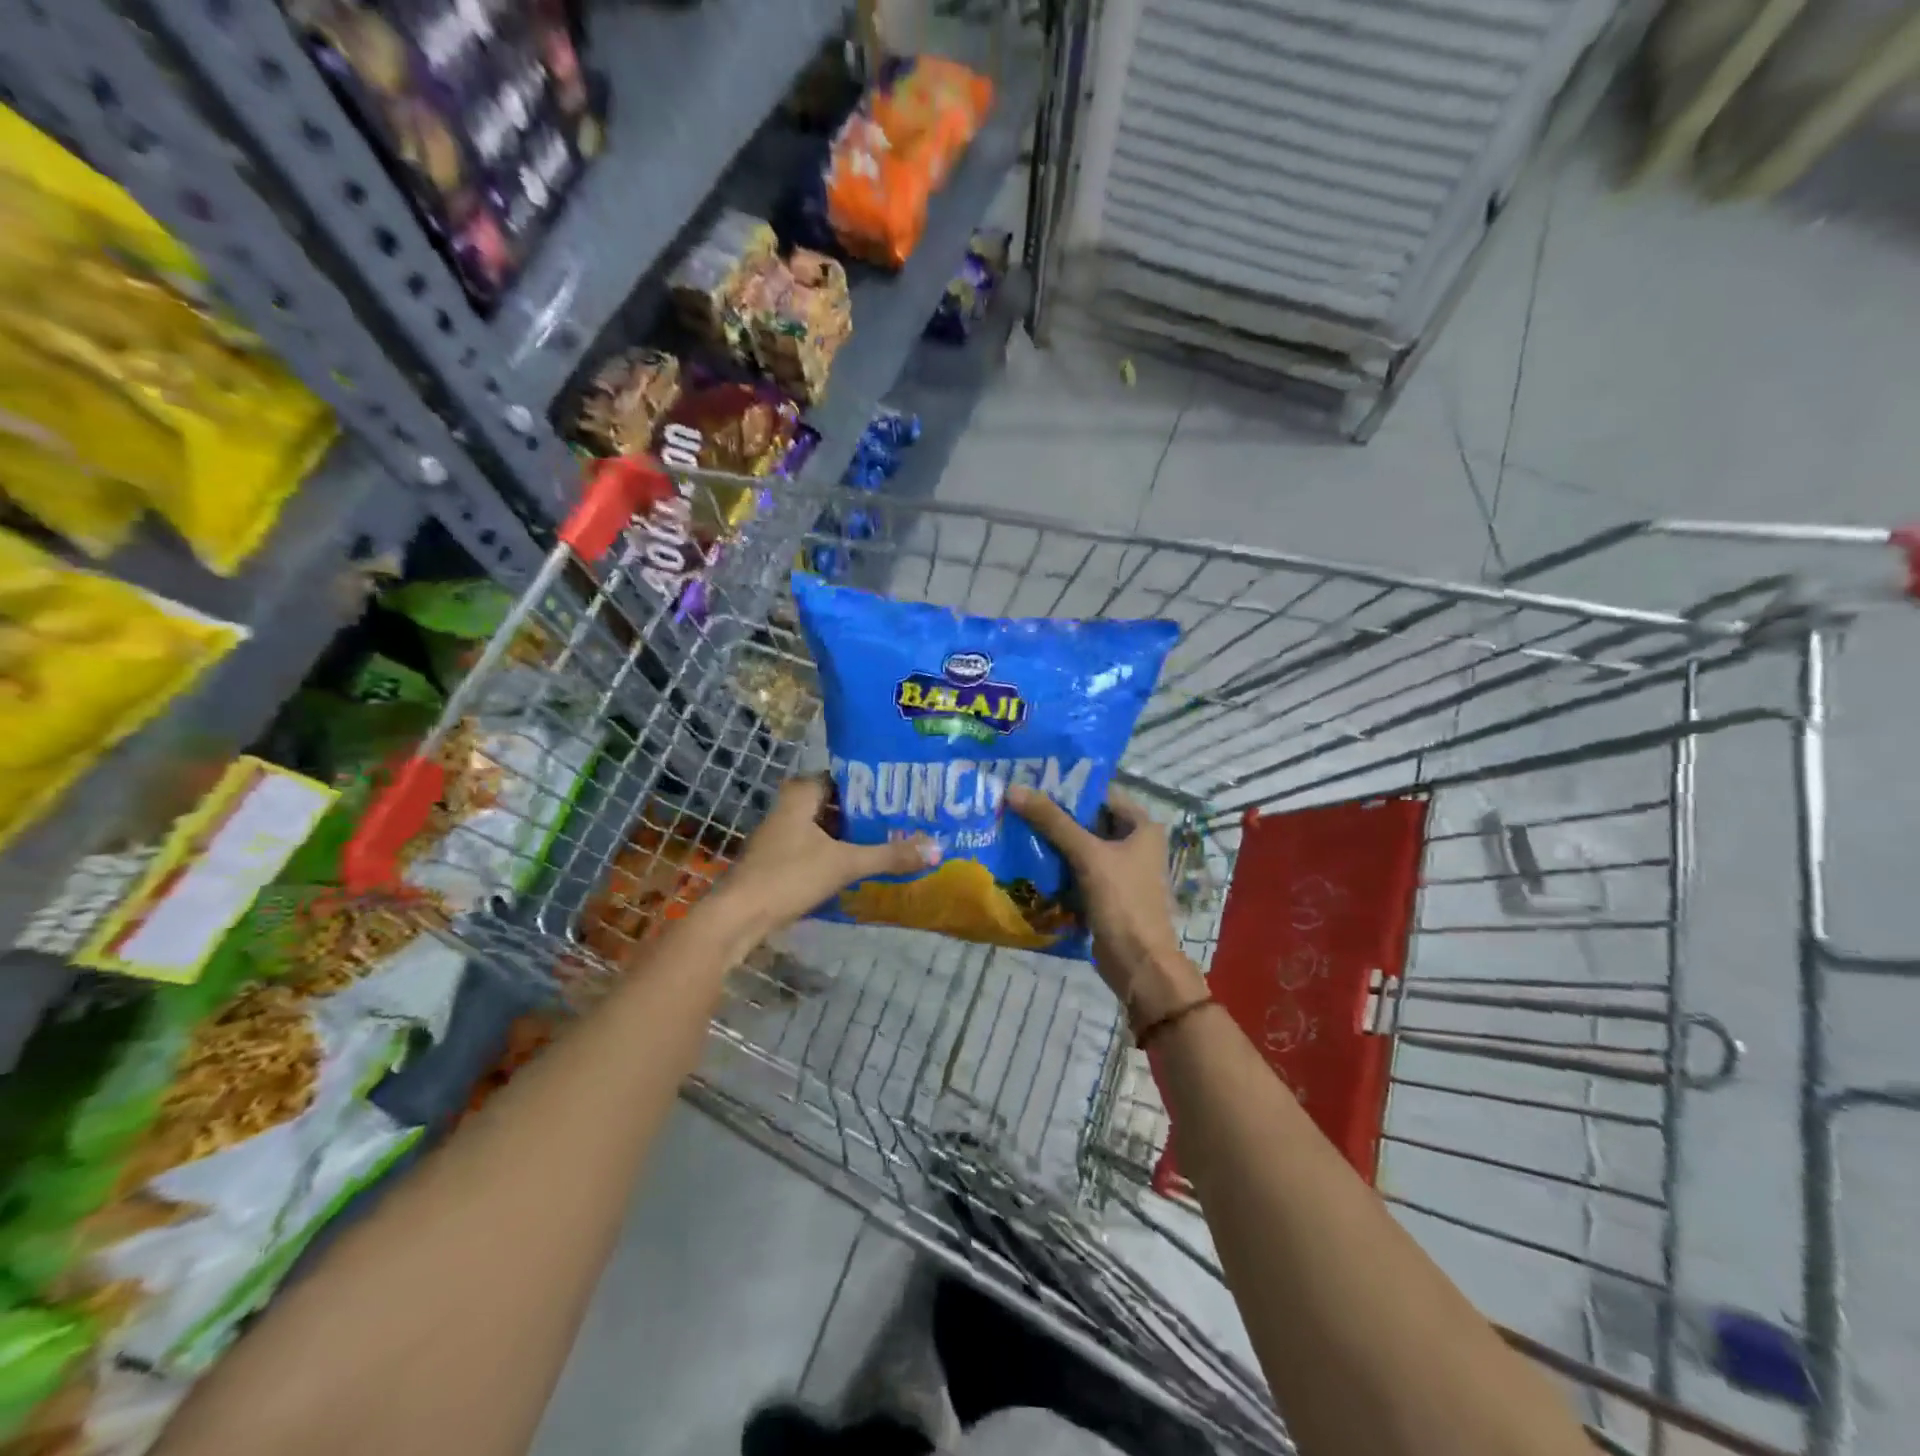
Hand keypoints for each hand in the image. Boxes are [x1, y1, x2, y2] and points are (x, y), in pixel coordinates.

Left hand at [720, 776, 938, 930]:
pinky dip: (839, 853)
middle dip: (868, 812)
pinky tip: (864, 865)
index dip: (874, 784)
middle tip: (905, 817)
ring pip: (827, 828)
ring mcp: (782, 835)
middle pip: (838, 803)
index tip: (903, 792)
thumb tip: (936, 848)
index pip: (844, 776)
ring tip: (893, 839)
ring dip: (854, 835)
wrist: (738, 917)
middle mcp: (790, 807)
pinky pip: (818, 848)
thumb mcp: (845, 864)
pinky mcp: (780, 860)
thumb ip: (889, 855)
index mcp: (802, 794)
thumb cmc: (789, 876)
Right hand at [1006, 785, 1207, 1027]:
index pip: (1102, 794)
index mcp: (1142, 827)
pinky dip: (1058, 867)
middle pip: (1089, 820)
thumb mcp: (1087, 856)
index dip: (1069, 787)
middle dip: (1056, 815)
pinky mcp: (1106, 894)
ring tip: (1015, 827)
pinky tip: (1028, 861)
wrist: (1139, 964)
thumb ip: (1053, 821)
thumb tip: (1015, 789)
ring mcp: (1121, 871)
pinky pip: (1078, 871)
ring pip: (1081, 847)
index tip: (1032, 781)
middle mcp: (1135, 844)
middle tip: (1016, 803)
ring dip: (1053, 842)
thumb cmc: (1122, 902)